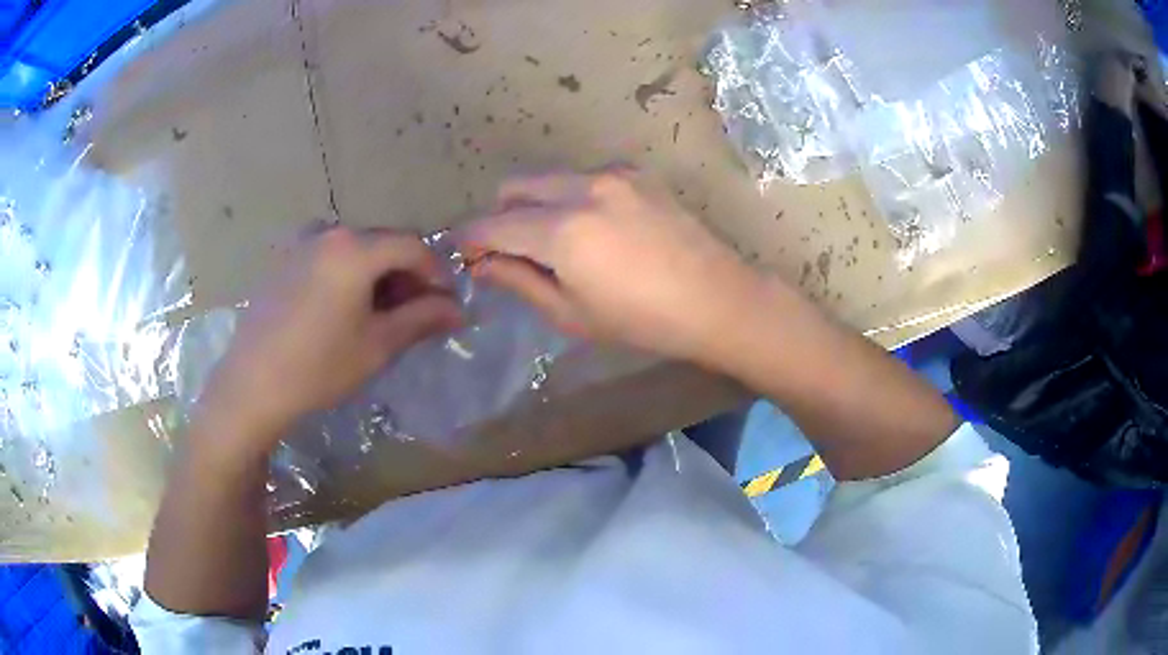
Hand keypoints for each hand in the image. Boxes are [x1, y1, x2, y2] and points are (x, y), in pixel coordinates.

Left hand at [197, 226, 462, 456]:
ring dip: (376, 274)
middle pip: (383, 242)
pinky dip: (347, 274)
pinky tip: (343, 309)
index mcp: (354, 248)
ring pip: (355, 249)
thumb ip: (422, 319)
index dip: (436, 273)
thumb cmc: (318, 367)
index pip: (413, 246)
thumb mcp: (378, 345)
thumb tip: (458, 310)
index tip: (446, 303)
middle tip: (416, 312)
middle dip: (406, 274)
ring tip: (378, 314)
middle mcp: (328, 232)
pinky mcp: (282, 259)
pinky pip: (328, 256)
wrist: (251, 386)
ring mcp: (300, 243)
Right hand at [459, 168, 760, 363]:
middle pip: (516, 187)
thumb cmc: (642, 320)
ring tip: (554, 242)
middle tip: (508, 250)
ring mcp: (613, 175)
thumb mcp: (572, 313)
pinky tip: (594, 229)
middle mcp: (583, 189)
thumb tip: (482, 264)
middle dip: (500, 216)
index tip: (464, 253)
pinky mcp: (637, 175)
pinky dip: (570, 198)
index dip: (471, 239)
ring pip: (550, 180)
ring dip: (536, 205)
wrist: (716, 299)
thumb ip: (520, 281)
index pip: (494, 225)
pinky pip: (584, 179)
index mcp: (563, 230)